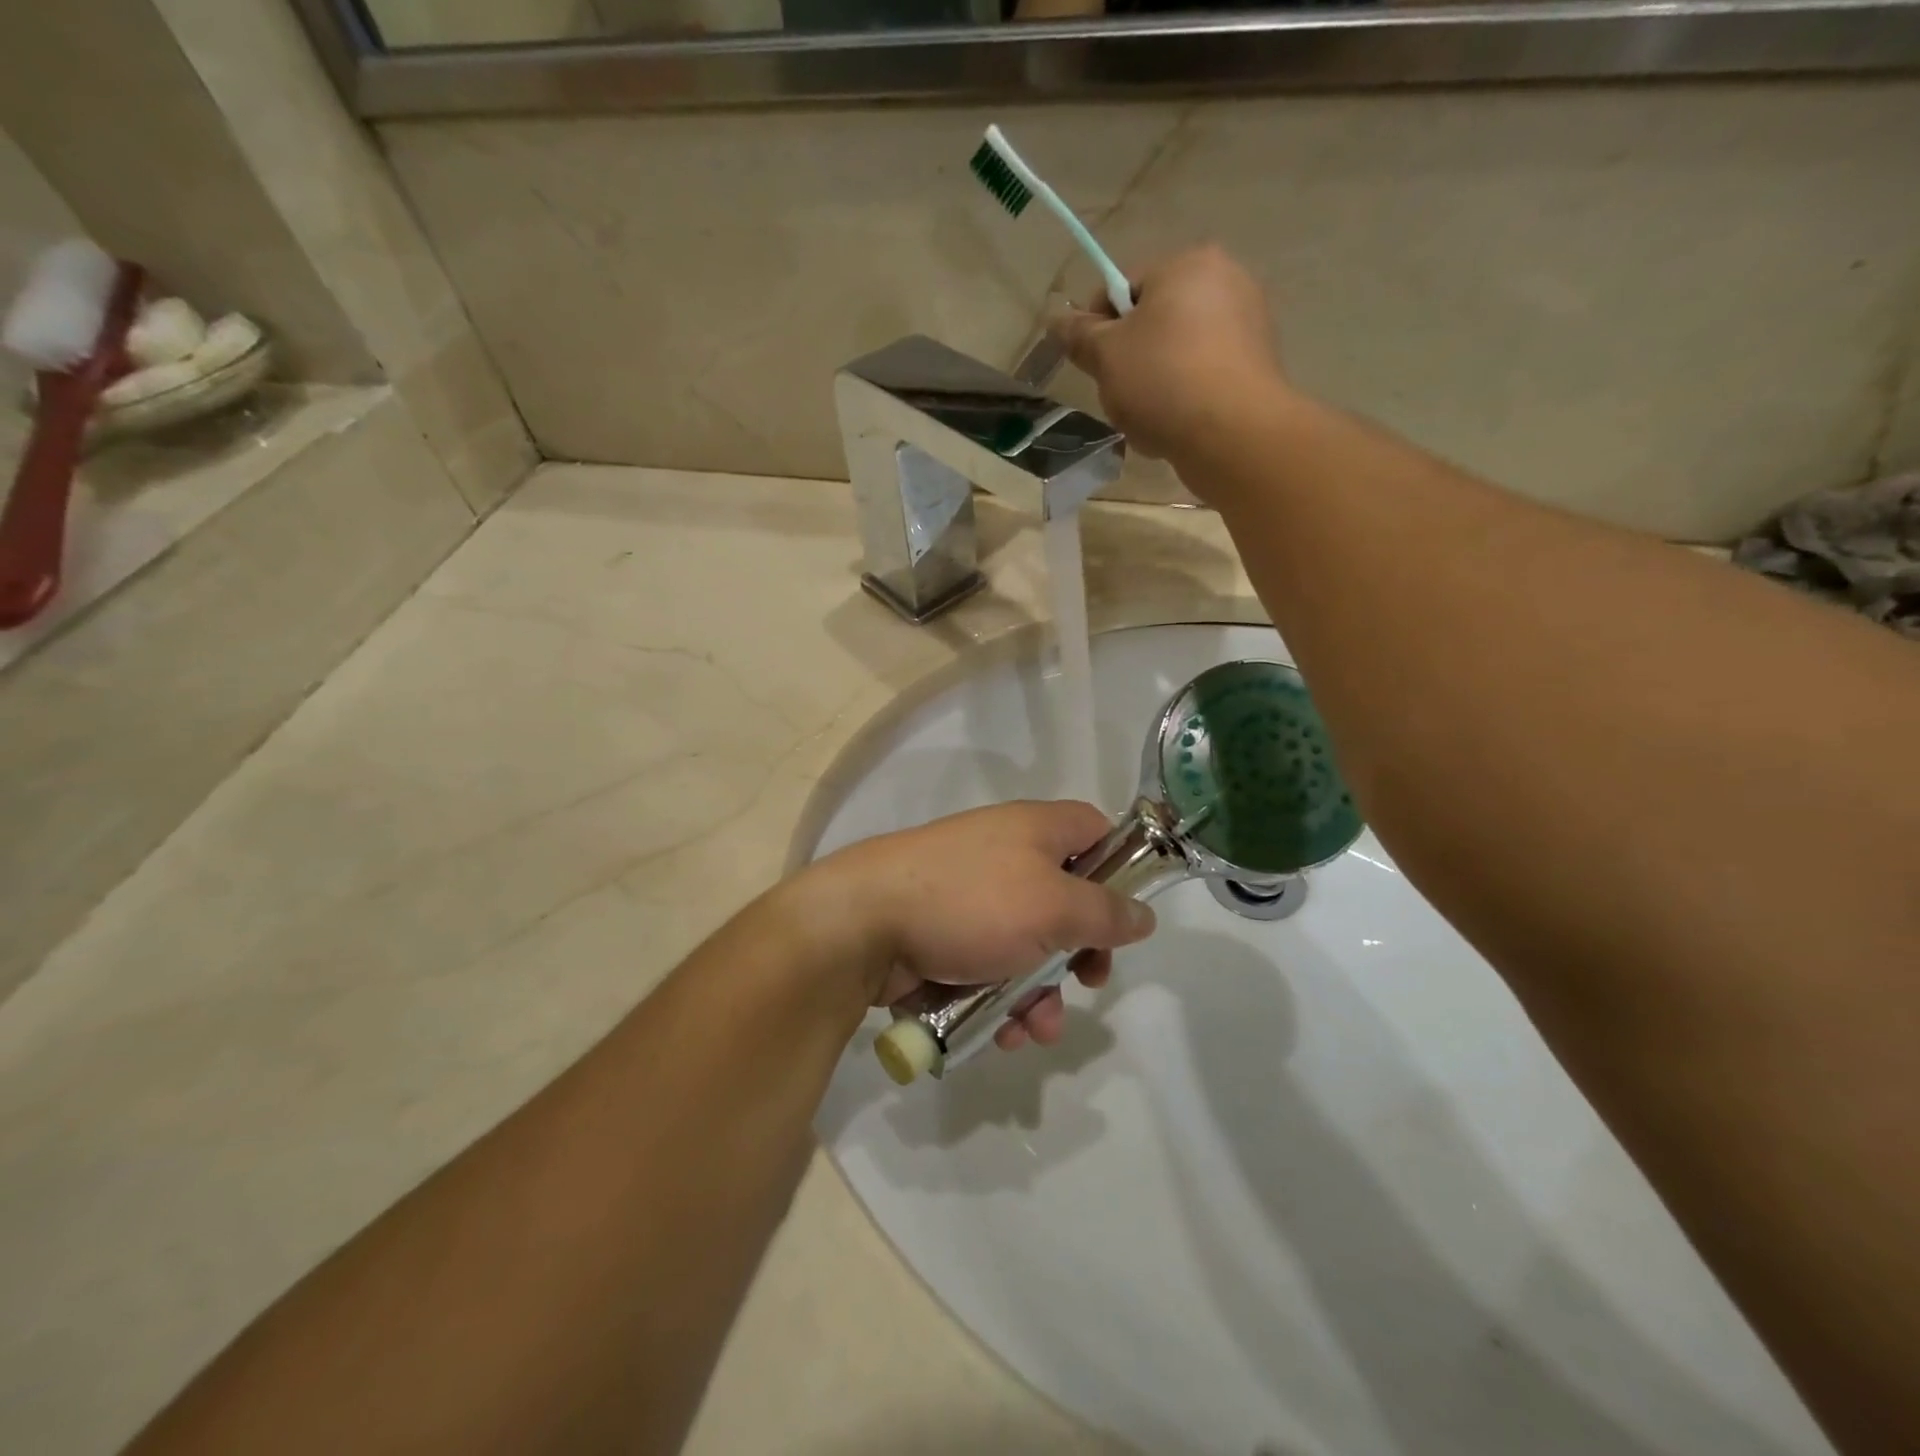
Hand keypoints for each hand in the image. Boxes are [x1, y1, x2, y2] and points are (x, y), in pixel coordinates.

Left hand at [800, 801, 1156, 1050]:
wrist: (865, 922)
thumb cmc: (971, 902)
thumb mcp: (1053, 907)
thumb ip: (1105, 913)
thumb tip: (1143, 915)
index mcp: (1036, 830)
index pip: (1095, 830)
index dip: (1119, 866)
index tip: (1125, 913)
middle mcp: (1006, 855)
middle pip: (1066, 899)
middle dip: (1080, 952)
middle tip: (1087, 981)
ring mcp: (972, 897)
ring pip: (1028, 945)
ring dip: (1041, 993)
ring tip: (1034, 1030)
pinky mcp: (945, 934)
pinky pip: (990, 966)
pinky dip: (1001, 998)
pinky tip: (1001, 1032)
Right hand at [1049, 244, 1286, 464]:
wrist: (1232, 434)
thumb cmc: (1162, 381)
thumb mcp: (1106, 357)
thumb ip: (1079, 335)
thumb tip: (1057, 320)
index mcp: (1187, 264)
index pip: (1124, 288)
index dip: (1099, 328)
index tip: (1093, 366)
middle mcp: (1226, 280)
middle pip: (1154, 321)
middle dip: (1130, 358)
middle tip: (1120, 395)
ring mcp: (1249, 323)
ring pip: (1179, 352)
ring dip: (1156, 381)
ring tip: (1149, 417)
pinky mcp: (1259, 365)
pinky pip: (1205, 376)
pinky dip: (1186, 396)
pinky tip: (1177, 424)